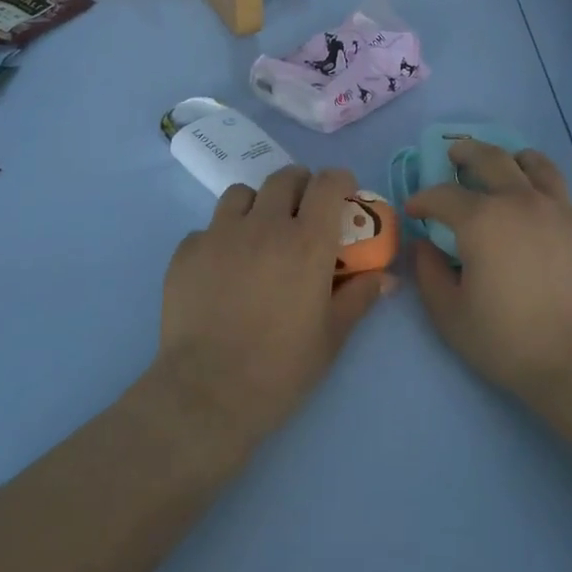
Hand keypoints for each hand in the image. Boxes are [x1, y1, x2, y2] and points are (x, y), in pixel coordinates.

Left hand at [152, 166, 387, 448]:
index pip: (329, 183)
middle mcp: (264, 225)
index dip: (340, 181)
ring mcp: (219, 235)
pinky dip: (221, 238)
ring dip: (258, 204)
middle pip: (285, 178)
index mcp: (307, 242)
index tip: (344, 194)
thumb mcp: (332, 336)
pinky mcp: (186, 252)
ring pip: (242, 194)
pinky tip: (222, 269)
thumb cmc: (281, 368)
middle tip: (304, 212)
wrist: (208, 393)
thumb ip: (359, 297)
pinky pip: (208, 228)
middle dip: (301, 186)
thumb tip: (386, 278)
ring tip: (260, 234)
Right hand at [409, 141, 571, 399]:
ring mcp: (558, 210)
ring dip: (511, 158)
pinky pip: (558, 191)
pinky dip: (539, 185)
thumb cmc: (508, 339)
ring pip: (535, 164)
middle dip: (466, 153)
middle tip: (454, 156)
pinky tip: (534, 208)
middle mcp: (520, 202)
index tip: (415, 210)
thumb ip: (429, 274)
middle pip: (491, 158)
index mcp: (482, 220)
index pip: (443, 195)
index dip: (423, 199)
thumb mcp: (450, 314)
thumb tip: (424, 247)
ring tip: (505, 164)